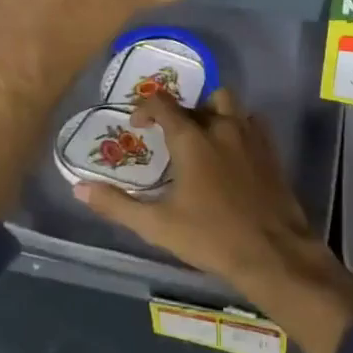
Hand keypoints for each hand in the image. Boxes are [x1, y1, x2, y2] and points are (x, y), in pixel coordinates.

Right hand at [74, 91, 352, 352]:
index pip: (162, 104)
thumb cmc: (211, 238)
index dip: (145, 108)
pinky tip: (232, 151)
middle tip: (172, 137)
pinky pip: (251, 122)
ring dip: (212, 112)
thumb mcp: (158, 225)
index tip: (137, 126)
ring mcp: (249, 134)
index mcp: (191, 138)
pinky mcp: (270, 148)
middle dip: (182, 112)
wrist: (272, 252)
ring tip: (203, 138)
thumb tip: (79, 188)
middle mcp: (220, 126)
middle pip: (198, 100)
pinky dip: (238, 126)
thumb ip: (118, 204)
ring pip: (228, 104)